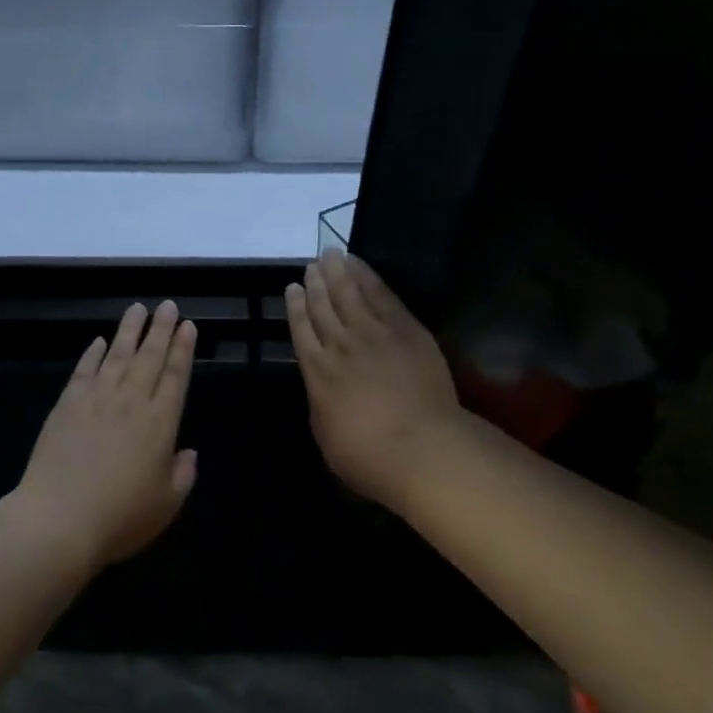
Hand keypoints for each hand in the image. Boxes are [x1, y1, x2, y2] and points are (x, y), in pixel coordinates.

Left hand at [15, 300, 198, 566]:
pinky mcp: (67, 406)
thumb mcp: (166, 505)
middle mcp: (131, 402)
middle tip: (167, 305)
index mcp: (160, 423)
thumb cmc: (120, 517)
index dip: (183, 349)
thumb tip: (189, 453)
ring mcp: (96, 400)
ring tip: (138, 309)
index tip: (187, 325)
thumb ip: (182, 475)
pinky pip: (83, 371)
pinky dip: (92, 354)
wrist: (59, 519)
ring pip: (117, 355)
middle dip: (160, 329)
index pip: (176, 376)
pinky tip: (98, 341)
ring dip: (128, 331)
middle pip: (149, 357)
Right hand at [287, 250, 462, 511]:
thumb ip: (321, 403)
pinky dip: (368, 278)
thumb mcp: (326, 434)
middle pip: (324, 307)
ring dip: (338, 273)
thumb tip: (322, 387)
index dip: (295, 308)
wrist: (420, 447)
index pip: (301, 332)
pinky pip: (382, 295)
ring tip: (330, 255)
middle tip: (311, 265)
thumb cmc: (368, 456)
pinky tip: (360, 266)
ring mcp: (374, 334)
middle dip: (315, 284)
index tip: (291, 288)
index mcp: (317, 373)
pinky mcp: (405, 329)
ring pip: (349, 294)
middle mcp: (340, 345)